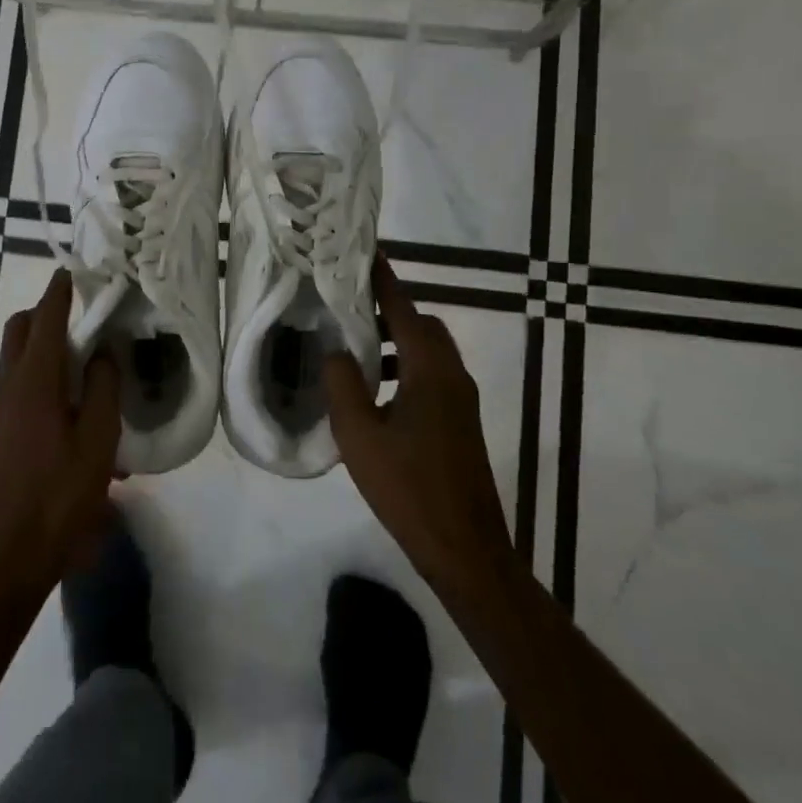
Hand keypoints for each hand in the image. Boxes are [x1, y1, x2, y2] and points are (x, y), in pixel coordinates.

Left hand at [0, 270, 120, 601]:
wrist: (10, 561)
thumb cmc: (60, 498)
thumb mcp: (97, 441)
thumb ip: (102, 389)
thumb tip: (101, 354)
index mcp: (33, 383)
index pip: (45, 320)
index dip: (59, 291)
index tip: (73, 271)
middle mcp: (9, 389)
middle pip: (19, 331)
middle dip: (45, 314)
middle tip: (82, 319)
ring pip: (15, 360)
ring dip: (42, 347)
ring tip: (83, 365)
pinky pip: (17, 388)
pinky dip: (39, 378)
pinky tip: (70, 412)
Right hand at [325, 256, 512, 594]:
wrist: (465, 549)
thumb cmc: (408, 488)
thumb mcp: (359, 435)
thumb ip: (343, 383)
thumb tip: (337, 352)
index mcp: (429, 370)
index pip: (404, 308)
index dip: (383, 280)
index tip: (364, 253)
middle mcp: (451, 375)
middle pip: (422, 326)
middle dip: (389, 312)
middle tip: (350, 312)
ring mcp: (461, 400)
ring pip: (428, 353)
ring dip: (397, 344)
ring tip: (356, 355)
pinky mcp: (461, 423)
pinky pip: (432, 376)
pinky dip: (405, 369)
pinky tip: (376, 398)